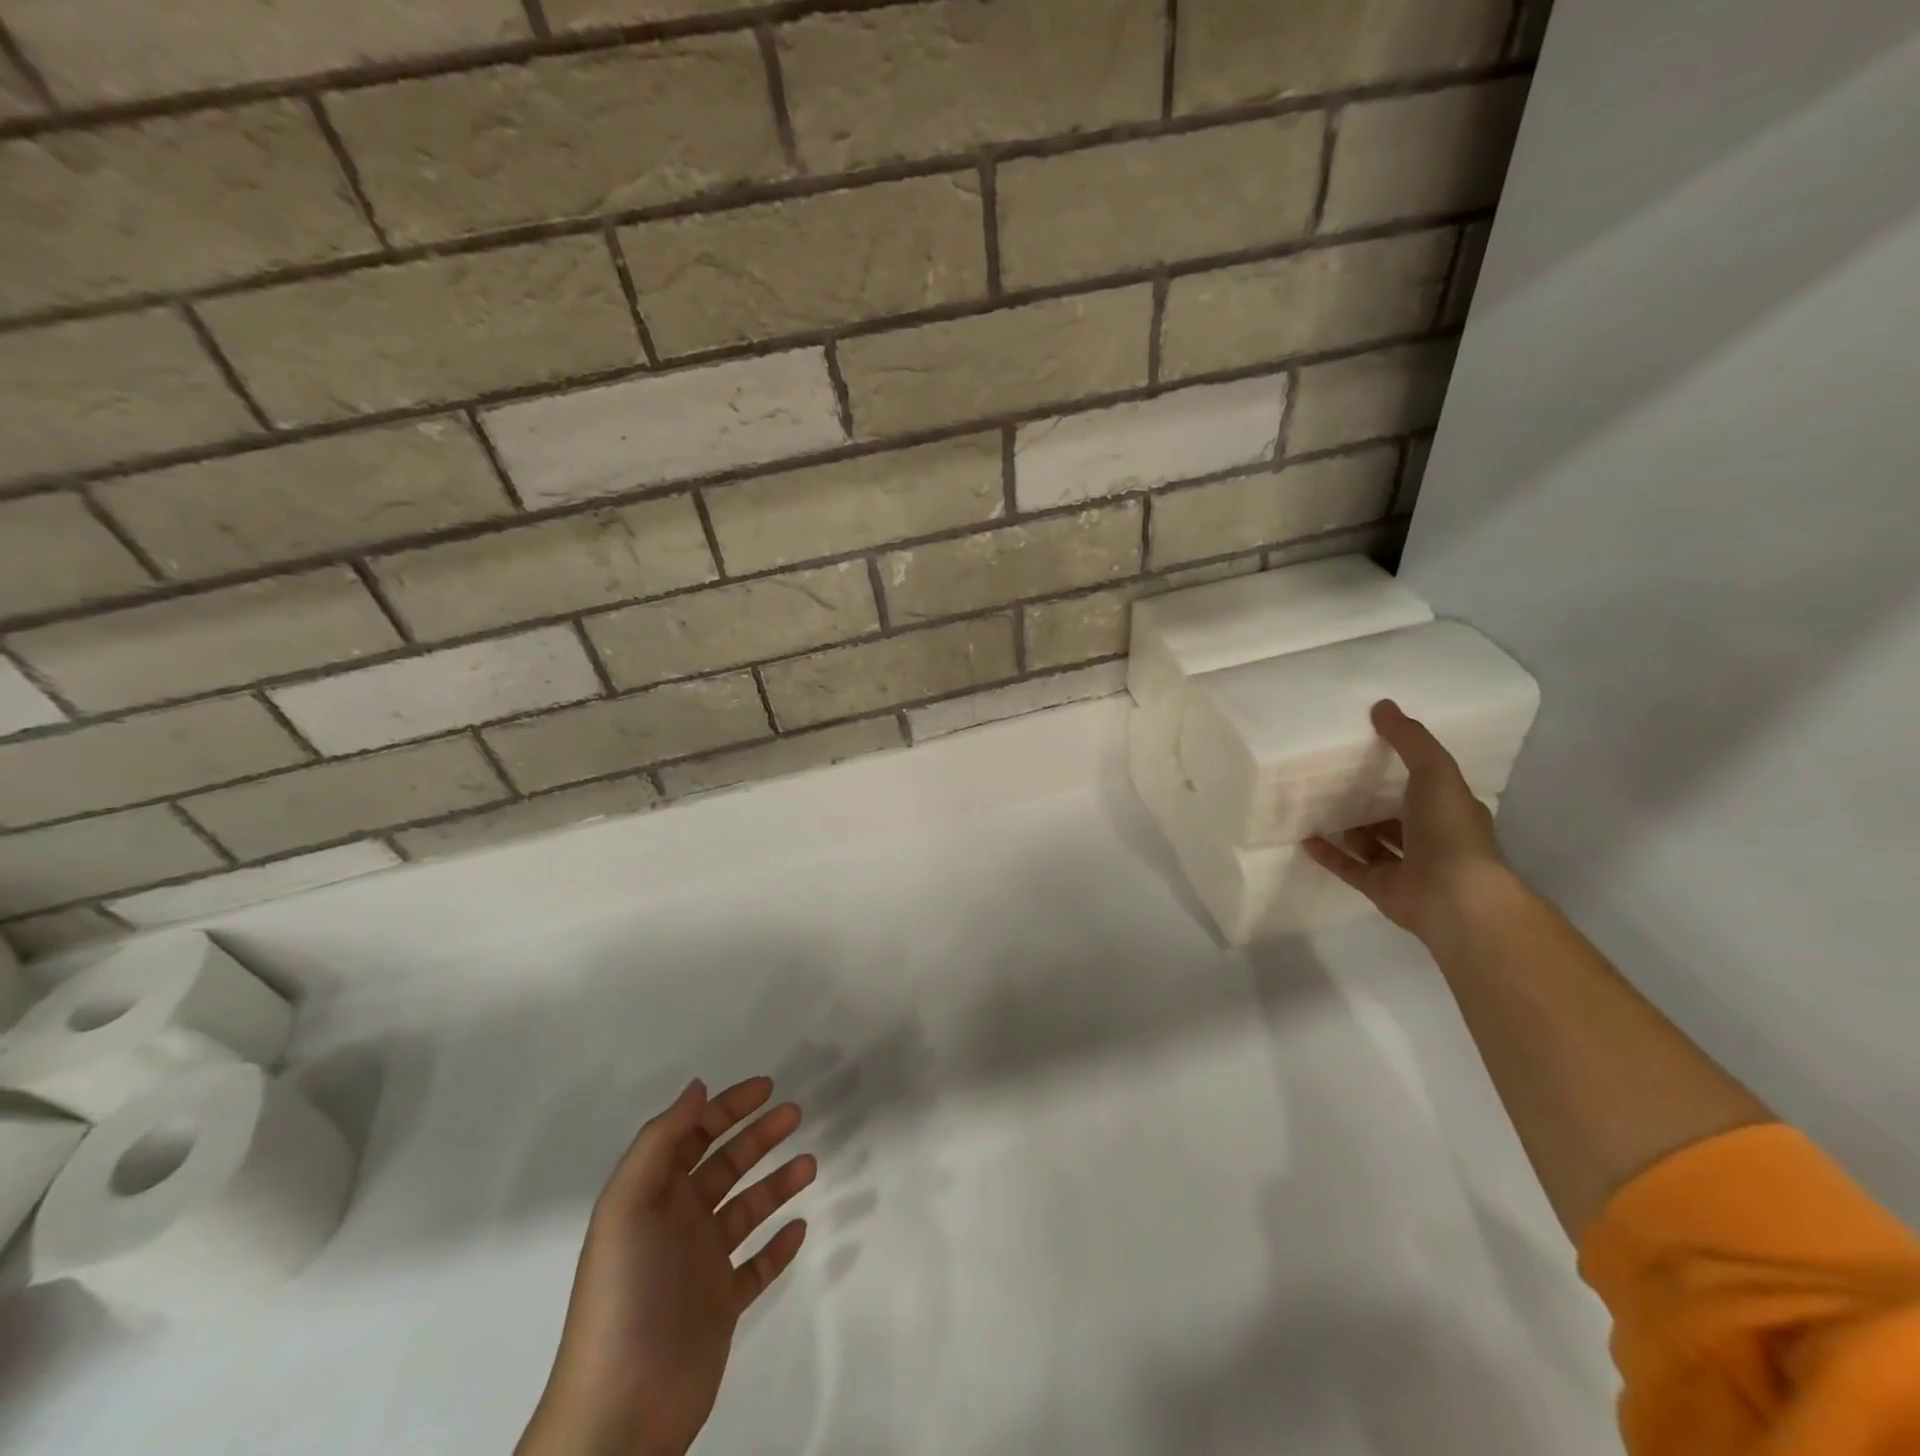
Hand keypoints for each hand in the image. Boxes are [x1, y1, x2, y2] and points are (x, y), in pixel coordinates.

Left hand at [519, 1077, 815, 1455]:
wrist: (621, 1409)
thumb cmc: (625, 1292)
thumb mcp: (628, 1204)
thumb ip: (661, 1140)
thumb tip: (697, 1087)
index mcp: (653, 1196)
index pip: (693, 1136)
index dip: (727, 1108)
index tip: (766, 1087)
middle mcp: (677, 1222)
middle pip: (725, 1165)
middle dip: (758, 1135)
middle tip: (796, 1113)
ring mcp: (700, 1265)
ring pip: (747, 1209)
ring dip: (777, 1182)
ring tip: (810, 1164)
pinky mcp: (721, 1306)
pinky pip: (757, 1266)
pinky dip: (778, 1245)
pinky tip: (800, 1228)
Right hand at [1304, 699, 1511, 942]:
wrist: (1455, 899)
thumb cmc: (1450, 831)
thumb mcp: (1435, 772)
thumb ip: (1409, 740)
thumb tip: (1382, 705)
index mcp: (1450, 811)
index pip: (1427, 786)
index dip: (1403, 769)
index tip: (1370, 750)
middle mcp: (1430, 839)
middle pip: (1395, 815)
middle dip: (1369, 799)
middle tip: (1333, 777)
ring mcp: (1406, 866)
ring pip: (1371, 842)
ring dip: (1347, 827)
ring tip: (1314, 806)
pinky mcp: (1381, 888)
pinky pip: (1350, 867)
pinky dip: (1328, 853)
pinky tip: (1305, 838)